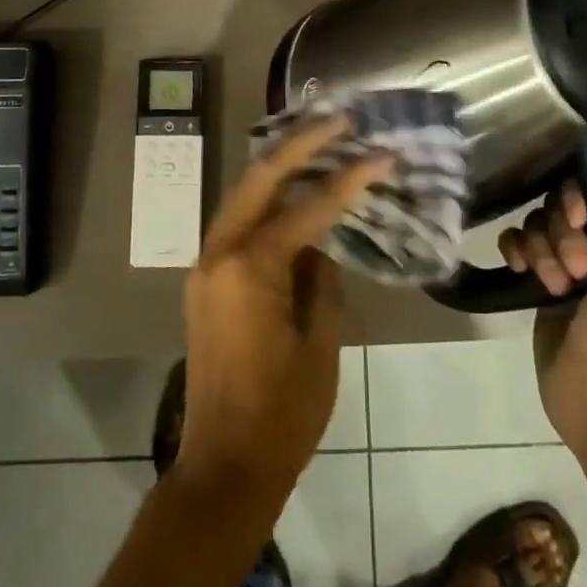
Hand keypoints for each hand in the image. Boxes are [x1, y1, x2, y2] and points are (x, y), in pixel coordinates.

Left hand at [175, 117, 390, 507]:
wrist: (224, 466)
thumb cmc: (282, 413)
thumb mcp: (320, 344)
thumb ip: (322, 281)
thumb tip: (322, 245)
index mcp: (250, 267)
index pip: (308, 208)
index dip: (349, 180)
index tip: (381, 155)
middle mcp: (219, 253)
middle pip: (260, 179)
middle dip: (300, 144)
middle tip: (339, 119)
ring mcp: (205, 266)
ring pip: (243, 197)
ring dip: (279, 167)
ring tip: (318, 140)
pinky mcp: (205, 282)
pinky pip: (238, 225)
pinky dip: (266, 203)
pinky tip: (292, 194)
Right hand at [499, 124, 586, 448]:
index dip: (580, 195)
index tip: (583, 222)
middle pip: (559, 201)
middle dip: (560, 230)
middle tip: (576, 267)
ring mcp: (567, 262)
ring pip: (535, 222)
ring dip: (540, 249)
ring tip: (556, 285)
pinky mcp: (538, 282)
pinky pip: (515, 244)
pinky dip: (516, 253)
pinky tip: (524, 274)